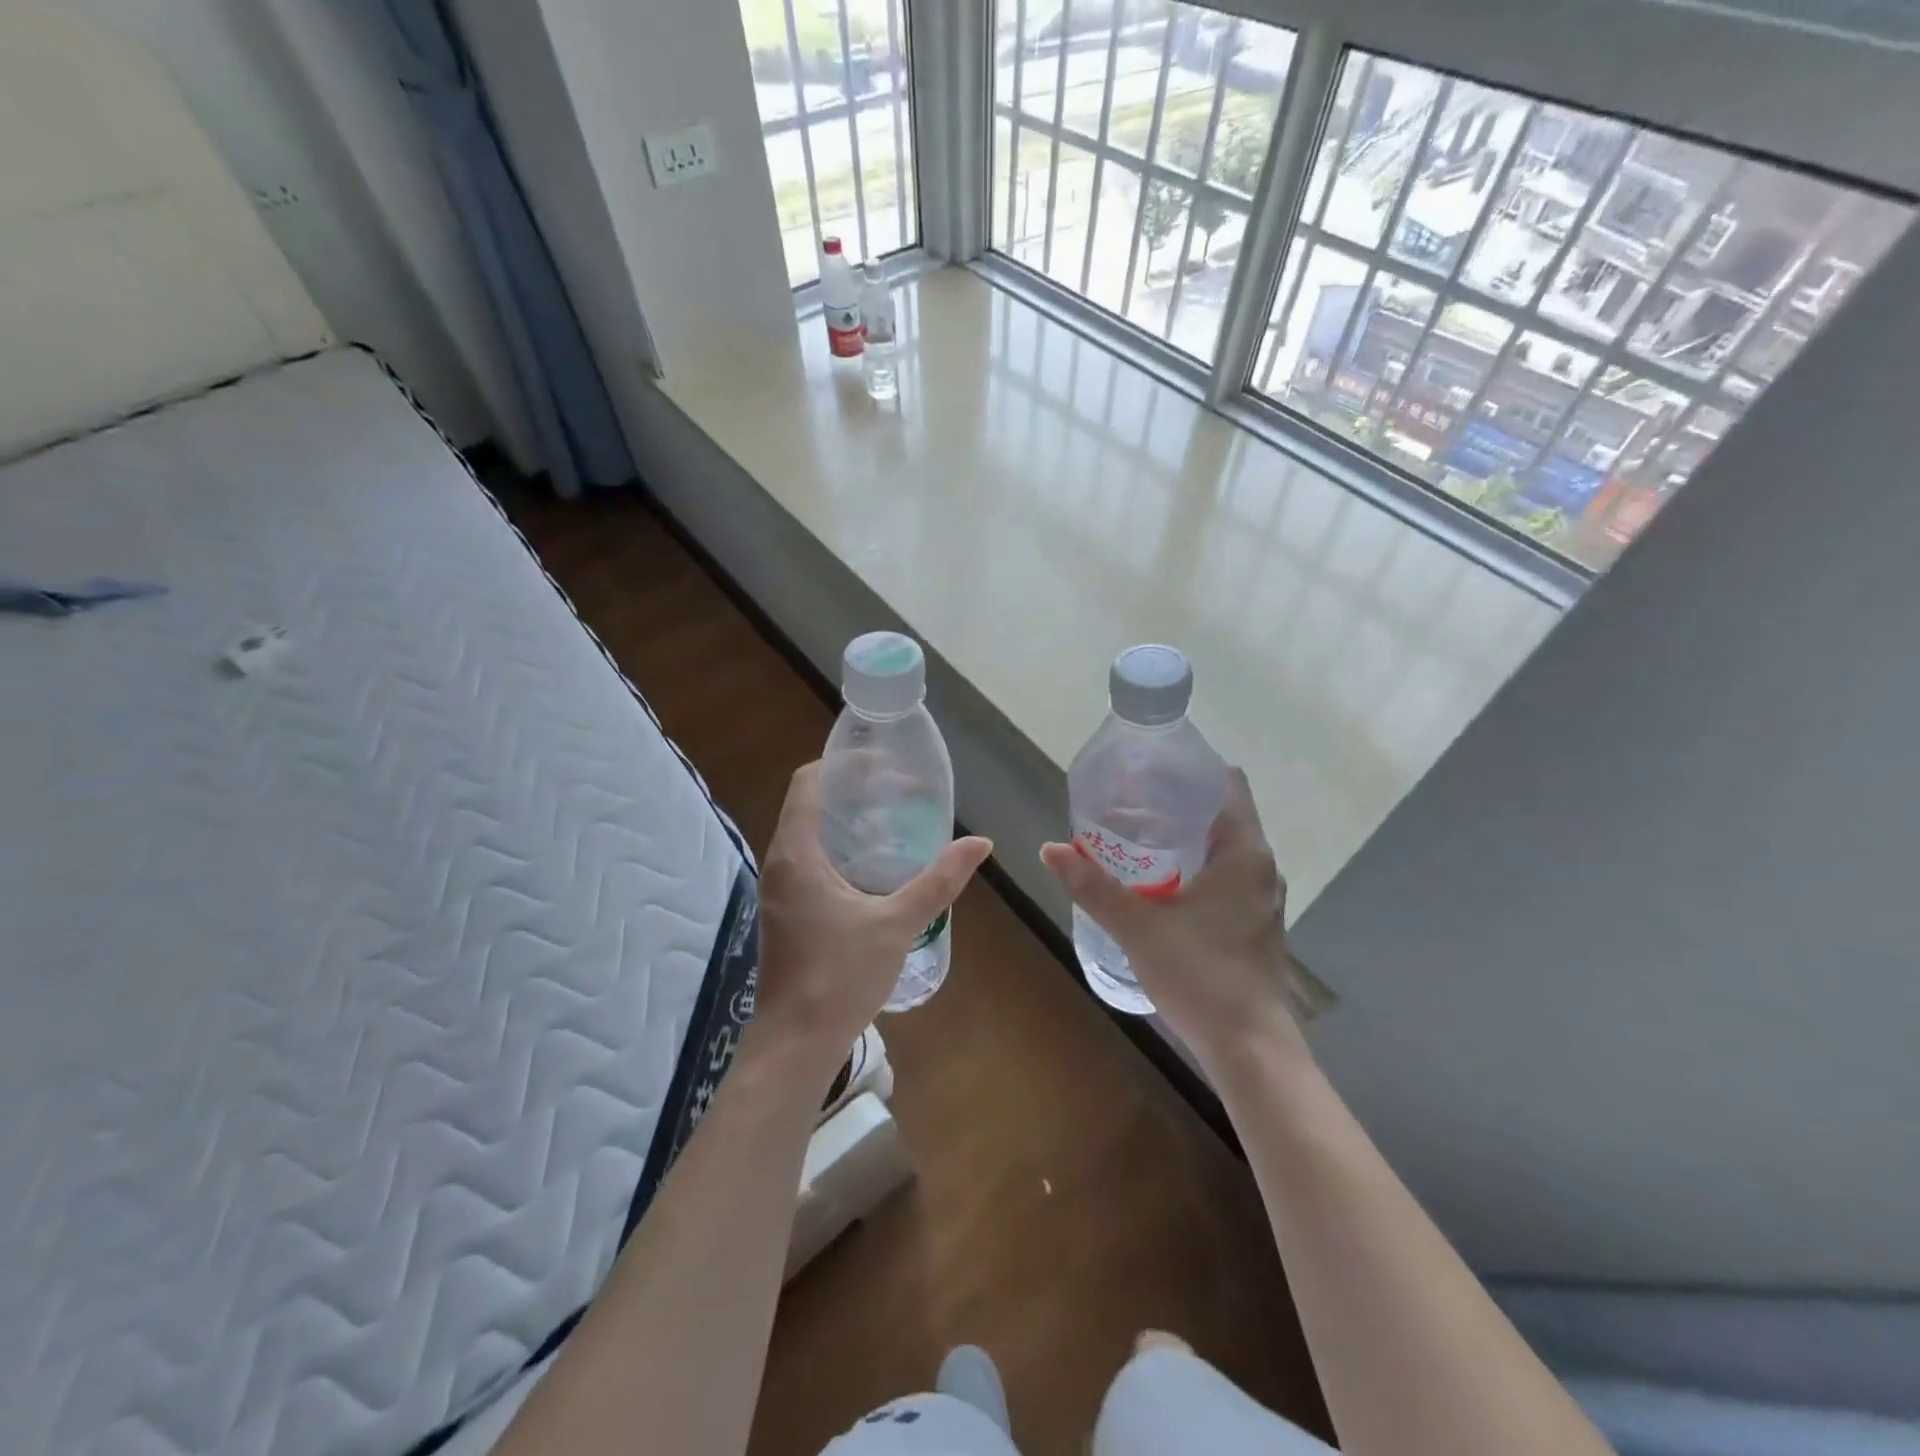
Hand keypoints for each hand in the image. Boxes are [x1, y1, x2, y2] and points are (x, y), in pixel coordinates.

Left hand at [752, 762, 992, 1078]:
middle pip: (813, 804)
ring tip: (898, 824)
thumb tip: (981, 843)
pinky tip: (879, 869)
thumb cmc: (840, 977)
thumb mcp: (897, 923)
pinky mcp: (788, 911)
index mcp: (796, 853)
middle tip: (904, 794)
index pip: (809, 782)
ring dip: (852, 824)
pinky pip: (813, 861)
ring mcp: (781, 889)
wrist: (796, 1044)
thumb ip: (939, 881)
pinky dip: (844, 851)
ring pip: (813, 835)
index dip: (845, 765)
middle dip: (858, 793)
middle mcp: (781, 862)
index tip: (887, 766)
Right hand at [1040, 769, 1302, 1070]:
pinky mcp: (1252, 922)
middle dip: (1174, 804)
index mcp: (1243, 852)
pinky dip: (1192, 866)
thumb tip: (1050, 849)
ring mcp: (1259, 897)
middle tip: (1126, 803)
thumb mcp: (1138, 927)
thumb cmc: (1201, 975)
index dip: (1189, 770)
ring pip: (1221, 848)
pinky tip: (1156, 882)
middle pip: (1220, 813)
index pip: (1226, 784)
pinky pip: (1223, 875)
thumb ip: (1093, 886)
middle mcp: (1259, 866)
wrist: (1248, 1047)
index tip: (1147, 770)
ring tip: (1134, 837)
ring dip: (1183, 838)